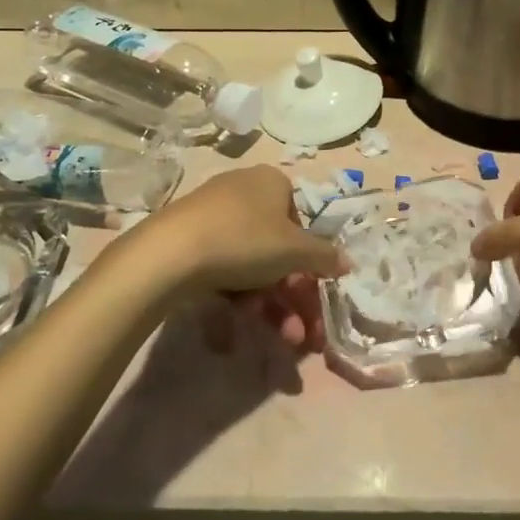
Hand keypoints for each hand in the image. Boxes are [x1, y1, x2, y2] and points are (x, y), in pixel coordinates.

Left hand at [124, 167, 346, 344]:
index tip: (308, 290)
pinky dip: (235, 295)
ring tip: (276, 337)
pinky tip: (234, 326)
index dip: (307, 260)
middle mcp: (243, 190)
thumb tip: (348, 261)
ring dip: (268, 304)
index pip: (300, 221)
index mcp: (272, 182)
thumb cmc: (245, 241)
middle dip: (290, 297)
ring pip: (251, 263)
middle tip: (298, 333)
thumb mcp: (295, 251)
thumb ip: (325, 257)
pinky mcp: (188, 236)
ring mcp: (212, 213)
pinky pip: (222, 266)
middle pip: (276, 249)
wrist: (171, 252)